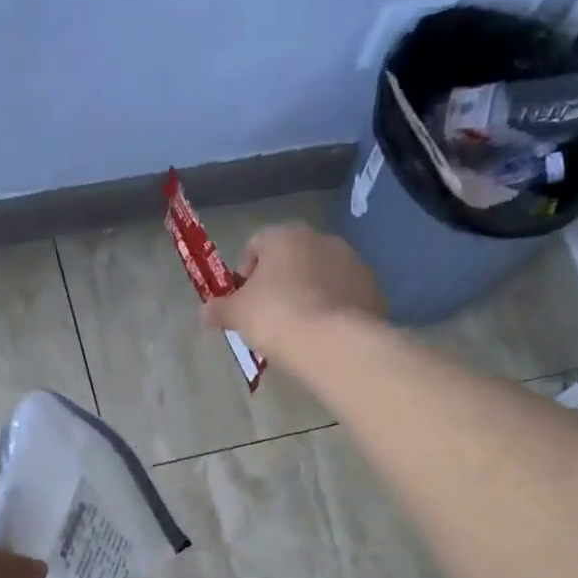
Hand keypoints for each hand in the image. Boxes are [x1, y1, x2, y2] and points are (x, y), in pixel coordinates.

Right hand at [202, 222, 384, 360]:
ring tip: (299, 328)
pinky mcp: (372, 289)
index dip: (245, 272)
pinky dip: (333, 309)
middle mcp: (321, 239)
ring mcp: (352, 262)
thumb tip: (205, 312)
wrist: (334, 341)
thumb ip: (220, 309)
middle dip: (280, 282)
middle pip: (292, 258)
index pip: (256, 244)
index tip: (243, 299)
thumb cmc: (276, 316)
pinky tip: (324, 334)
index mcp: (285, 236)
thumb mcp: (238, 315)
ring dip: (309, 293)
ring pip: (321, 275)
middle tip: (270, 315)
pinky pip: (344, 296)